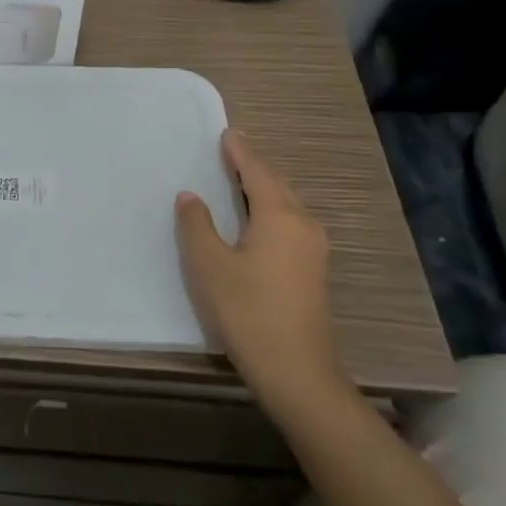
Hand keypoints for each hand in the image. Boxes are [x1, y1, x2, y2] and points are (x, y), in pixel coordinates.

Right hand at [175, 129, 342, 418]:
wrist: (296, 372)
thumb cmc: (247, 310)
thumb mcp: (208, 264)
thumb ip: (196, 224)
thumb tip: (191, 196)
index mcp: (279, 216)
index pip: (256, 172)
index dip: (239, 152)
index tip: (227, 133)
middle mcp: (303, 226)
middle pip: (277, 185)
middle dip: (254, 168)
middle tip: (231, 152)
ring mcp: (314, 251)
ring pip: (286, 206)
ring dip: (264, 190)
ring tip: (239, 181)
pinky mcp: (313, 273)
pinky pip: (290, 225)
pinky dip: (270, 211)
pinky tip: (255, 221)